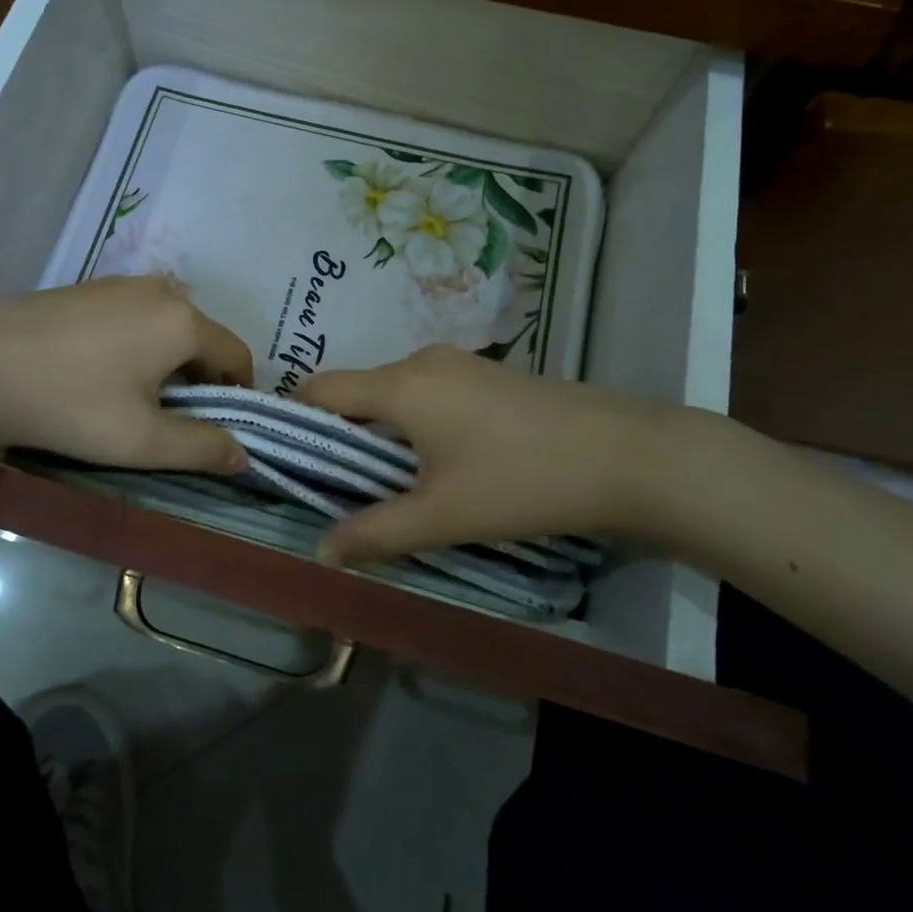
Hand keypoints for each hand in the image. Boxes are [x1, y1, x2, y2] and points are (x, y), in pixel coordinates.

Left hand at [0, 276, 253, 472]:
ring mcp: (121, 283)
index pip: (237, 354)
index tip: (218, 425)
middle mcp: (161, 290)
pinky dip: (137, 341)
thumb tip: (243, 455)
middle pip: (202, 336)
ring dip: (168, 359)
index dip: (238, 392)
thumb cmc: (72, 406)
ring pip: (167, 324)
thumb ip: (202, 448)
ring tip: (134, 397)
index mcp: (184, 322)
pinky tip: (100, 370)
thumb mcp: (143, 441)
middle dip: (200, 377)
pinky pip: (134, 314)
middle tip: (172, 418)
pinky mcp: (88, 286)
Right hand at [296, 345, 694, 564]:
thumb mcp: (440, 516)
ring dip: (379, 432)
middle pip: (356, 391)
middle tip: (336, 488)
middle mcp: (421, 360)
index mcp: (399, 385)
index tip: (287, 462)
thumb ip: (374, 533)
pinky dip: (413, 423)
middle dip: (339, 436)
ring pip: (393, 393)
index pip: (320, 389)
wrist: (626, 454)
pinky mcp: (486, 375)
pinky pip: (426, 392)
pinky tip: (437, 463)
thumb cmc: (520, 481)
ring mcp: (458, 363)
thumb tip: (321, 551)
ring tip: (386, 483)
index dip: (295, 421)